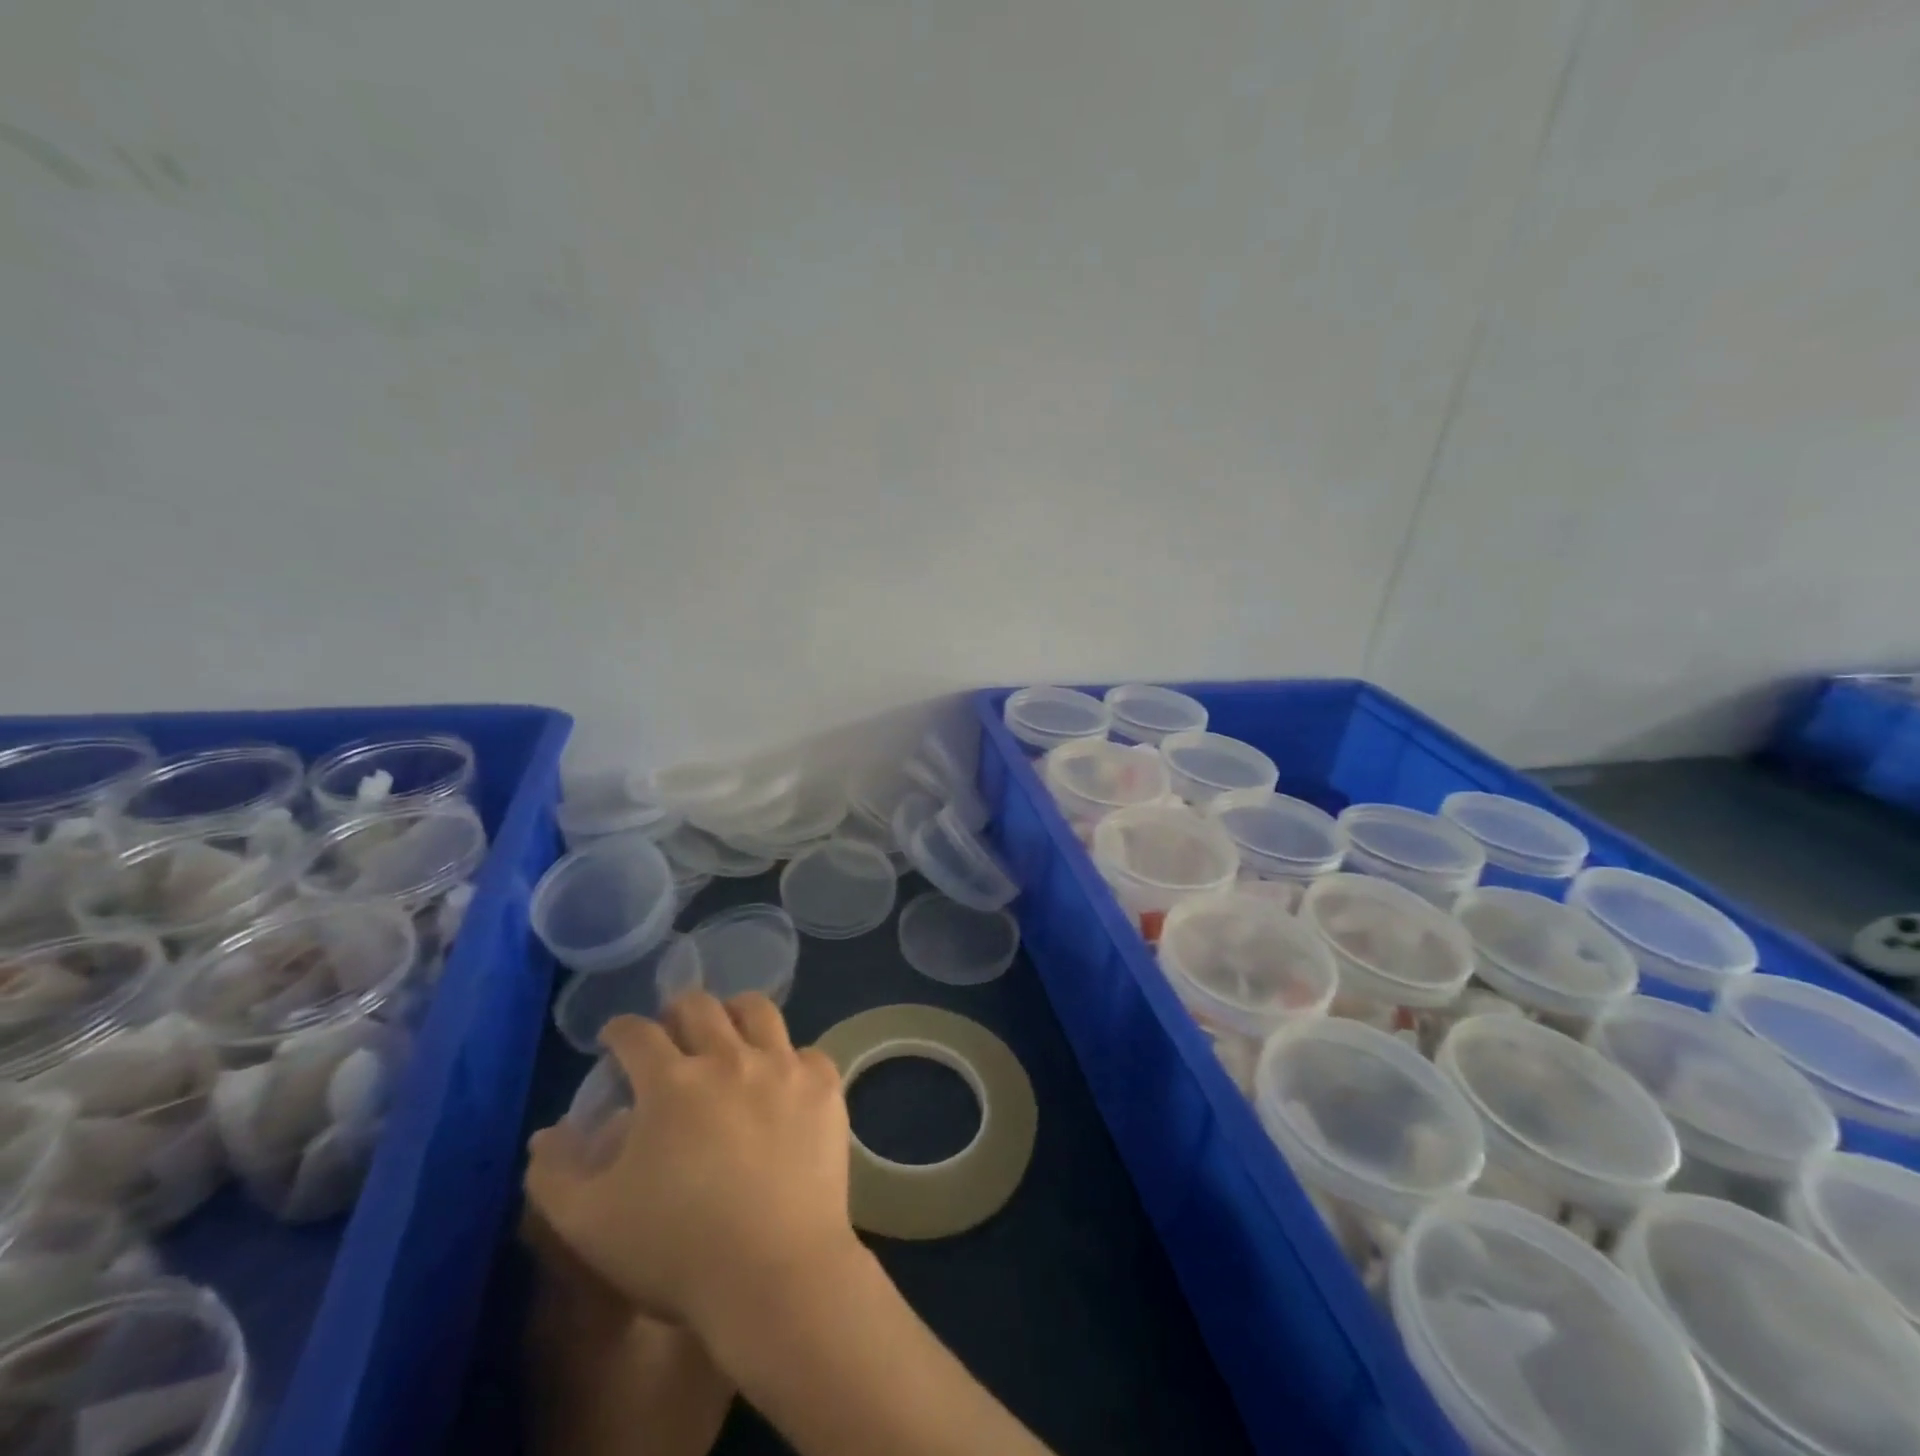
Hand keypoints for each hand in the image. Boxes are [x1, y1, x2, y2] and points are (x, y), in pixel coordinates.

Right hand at [525, 992, 860, 1337]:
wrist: (775, 1272)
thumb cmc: (676, 1250)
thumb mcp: (590, 1224)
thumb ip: (557, 1173)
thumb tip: (548, 1133)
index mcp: (671, 1082)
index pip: (637, 1034)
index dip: (620, 1030)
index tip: (615, 1038)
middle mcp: (729, 1057)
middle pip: (700, 1007)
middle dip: (677, 1011)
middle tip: (672, 1029)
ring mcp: (783, 1067)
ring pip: (759, 1011)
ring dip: (736, 1013)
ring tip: (730, 1032)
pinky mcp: (824, 1086)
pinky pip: (807, 1052)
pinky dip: (791, 1059)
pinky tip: (783, 1080)